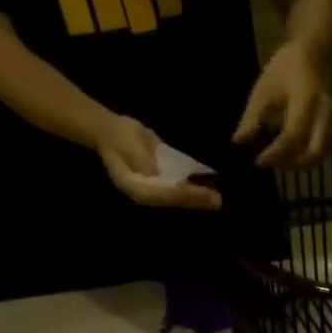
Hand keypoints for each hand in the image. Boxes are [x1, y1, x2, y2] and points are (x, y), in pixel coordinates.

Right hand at [97, 114, 222, 209]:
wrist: (114, 132)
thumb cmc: (119, 137)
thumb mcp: (127, 144)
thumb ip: (141, 159)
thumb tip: (155, 172)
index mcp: (135, 187)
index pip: (162, 194)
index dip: (183, 194)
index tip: (202, 194)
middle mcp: (147, 193)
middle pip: (173, 199)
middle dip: (195, 199)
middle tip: (217, 200)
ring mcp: (155, 189)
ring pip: (178, 196)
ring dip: (198, 197)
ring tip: (217, 198)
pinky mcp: (162, 182)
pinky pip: (178, 188)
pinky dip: (193, 188)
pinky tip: (209, 186)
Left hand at [233, 41, 331, 167]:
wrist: (310, 54)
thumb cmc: (283, 69)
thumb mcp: (263, 89)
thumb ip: (252, 117)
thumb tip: (239, 141)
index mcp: (305, 100)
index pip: (293, 135)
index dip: (276, 152)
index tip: (258, 160)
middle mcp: (322, 113)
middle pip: (315, 151)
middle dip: (293, 163)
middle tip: (272, 163)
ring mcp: (330, 120)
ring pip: (321, 154)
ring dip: (301, 164)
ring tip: (280, 162)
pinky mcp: (330, 126)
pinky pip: (323, 150)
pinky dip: (308, 159)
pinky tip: (292, 158)